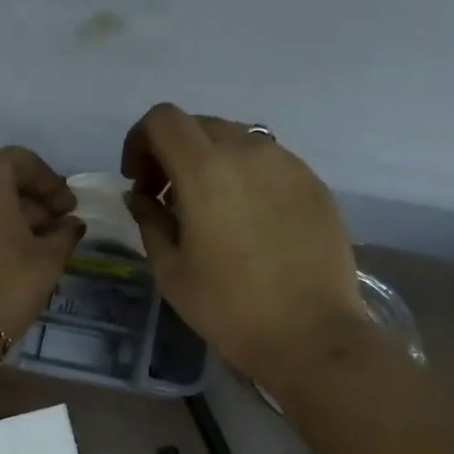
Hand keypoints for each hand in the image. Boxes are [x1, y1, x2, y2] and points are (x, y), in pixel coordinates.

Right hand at [121, 104, 366, 384]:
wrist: (310, 334)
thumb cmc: (228, 307)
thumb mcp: (171, 270)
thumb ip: (149, 221)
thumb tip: (141, 196)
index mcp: (205, 170)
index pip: (163, 119)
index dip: (140, 141)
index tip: (139, 180)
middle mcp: (248, 151)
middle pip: (199, 124)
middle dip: (173, 152)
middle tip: (167, 198)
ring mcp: (287, 163)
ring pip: (237, 139)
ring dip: (211, 162)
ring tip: (210, 210)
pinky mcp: (313, 183)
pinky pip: (268, 162)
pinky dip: (245, 176)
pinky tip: (248, 221)